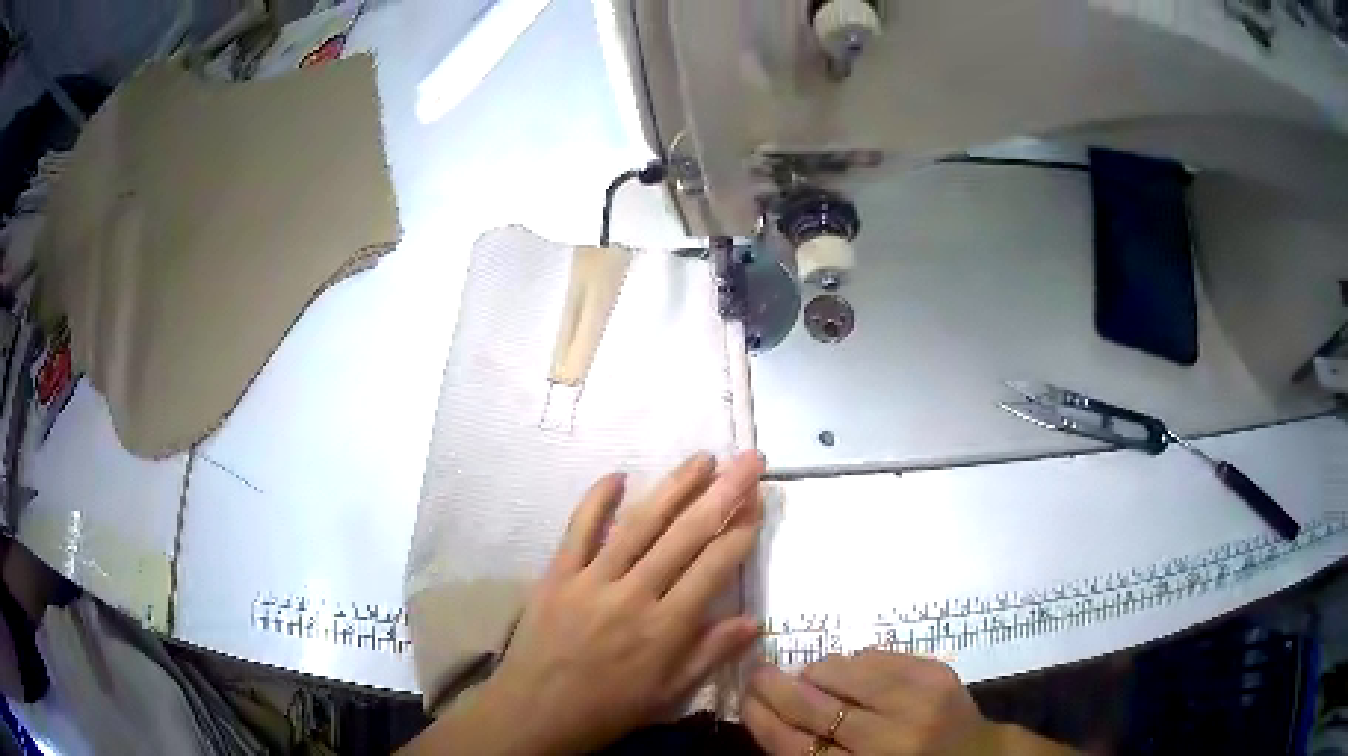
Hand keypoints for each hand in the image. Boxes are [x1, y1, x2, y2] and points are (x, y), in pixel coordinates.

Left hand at [411, 451, 764, 755]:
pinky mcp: (557, 574)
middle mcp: (634, 595)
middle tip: (748, 459)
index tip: (758, 503)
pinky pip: (578, 529)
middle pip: (685, 536)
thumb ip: (710, 654)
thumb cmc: (608, 710)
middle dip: (723, 493)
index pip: (713, 569)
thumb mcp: (669, 695)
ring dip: (674, 487)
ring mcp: (592, 580)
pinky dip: (597, 499)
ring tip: (703, 457)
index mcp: (665, 628)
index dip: (740, 533)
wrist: (535, 714)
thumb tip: (755, 621)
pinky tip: (618, 474)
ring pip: (640, 524)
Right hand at [745, 650, 1068, 754]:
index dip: (763, 720)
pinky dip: (853, 663)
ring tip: (813, 679)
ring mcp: (918, 701)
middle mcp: (891, 740)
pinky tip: (853, 676)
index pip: (795, 747)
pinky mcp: (936, 672)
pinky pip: (875, 656)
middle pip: (815, 707)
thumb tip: (768, 712)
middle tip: (757, 673)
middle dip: (777, 686)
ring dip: (817, 673)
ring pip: (843, 672)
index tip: (744, 699)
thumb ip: (813, 753)